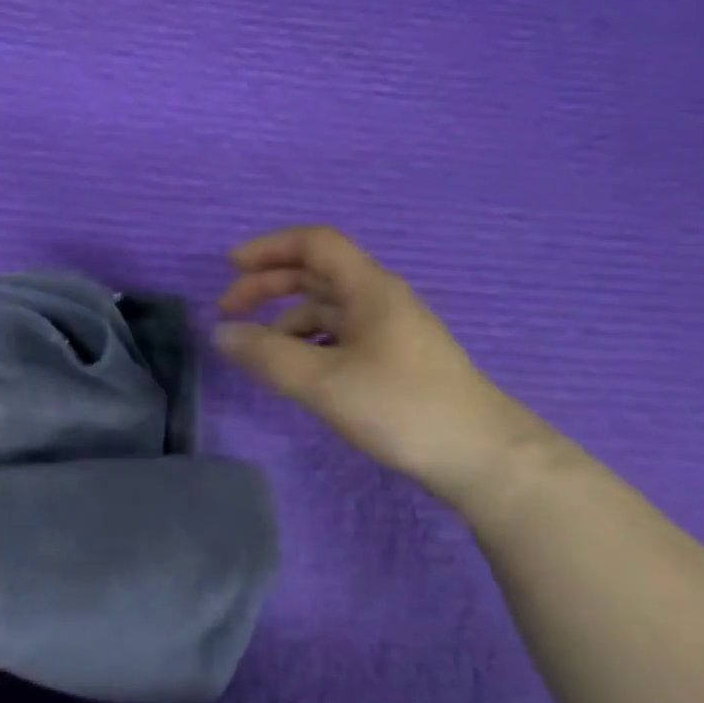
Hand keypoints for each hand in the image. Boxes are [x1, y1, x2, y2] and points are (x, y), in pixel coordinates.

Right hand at [216, 226, 539, 497]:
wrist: (482, 458)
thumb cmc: (402, 407)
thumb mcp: (323, 381)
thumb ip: (267, 355)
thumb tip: (221, 333)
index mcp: (369, 288)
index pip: (314, 244)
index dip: (269, 247)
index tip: (230, 267)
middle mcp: (379, 299)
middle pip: (316, 274)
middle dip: (268, 285)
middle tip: (228, 310)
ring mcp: (390, 330)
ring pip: (327, 308)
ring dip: (285, 319)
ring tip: (256, 350)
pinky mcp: (394, 360)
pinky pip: (339, 336)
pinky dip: (308, 343)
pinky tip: (296, 370)